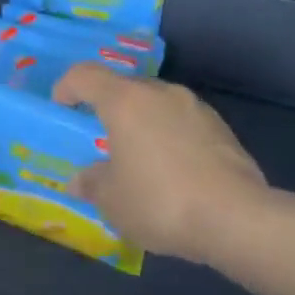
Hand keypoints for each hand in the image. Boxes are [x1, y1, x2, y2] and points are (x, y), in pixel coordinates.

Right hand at [52, 63, 271, 262]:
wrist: (234, 218)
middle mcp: (162, 94)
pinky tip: (170, 173)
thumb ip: (91, 183)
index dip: (66, 87)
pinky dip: (168, 140)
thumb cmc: (158, 202)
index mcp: (126, 102)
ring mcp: (197, 109)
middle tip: (99, 140)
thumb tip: (81, 179)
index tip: (61, 108)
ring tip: (137, 160)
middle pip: (125, 88)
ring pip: (157, 106)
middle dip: (107, 109)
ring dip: (141, 125)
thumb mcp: (111, 200)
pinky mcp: (222, 130)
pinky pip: (182, 125)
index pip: (85, 76)